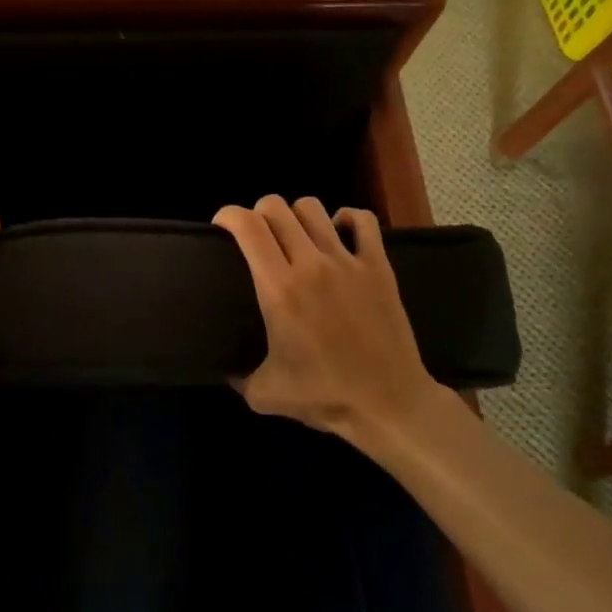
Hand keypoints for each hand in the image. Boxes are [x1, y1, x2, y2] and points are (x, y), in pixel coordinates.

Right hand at [213, 195, 443, 442]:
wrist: (390, 404)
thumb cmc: (327, 396)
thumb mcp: (266, 395)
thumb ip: (238, 378)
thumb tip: (224, 369)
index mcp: (279, 289)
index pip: (248, 226)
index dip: (228, 215)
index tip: (221, 227)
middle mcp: (310, 264)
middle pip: (275, 207)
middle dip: (257, 212)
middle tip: (255, 234)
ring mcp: (347, 261)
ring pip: (312, 208)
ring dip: (295, 215)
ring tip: (294, 235)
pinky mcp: (378, 266)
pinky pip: (362, 221)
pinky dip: (346, 218)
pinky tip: (338, 232)